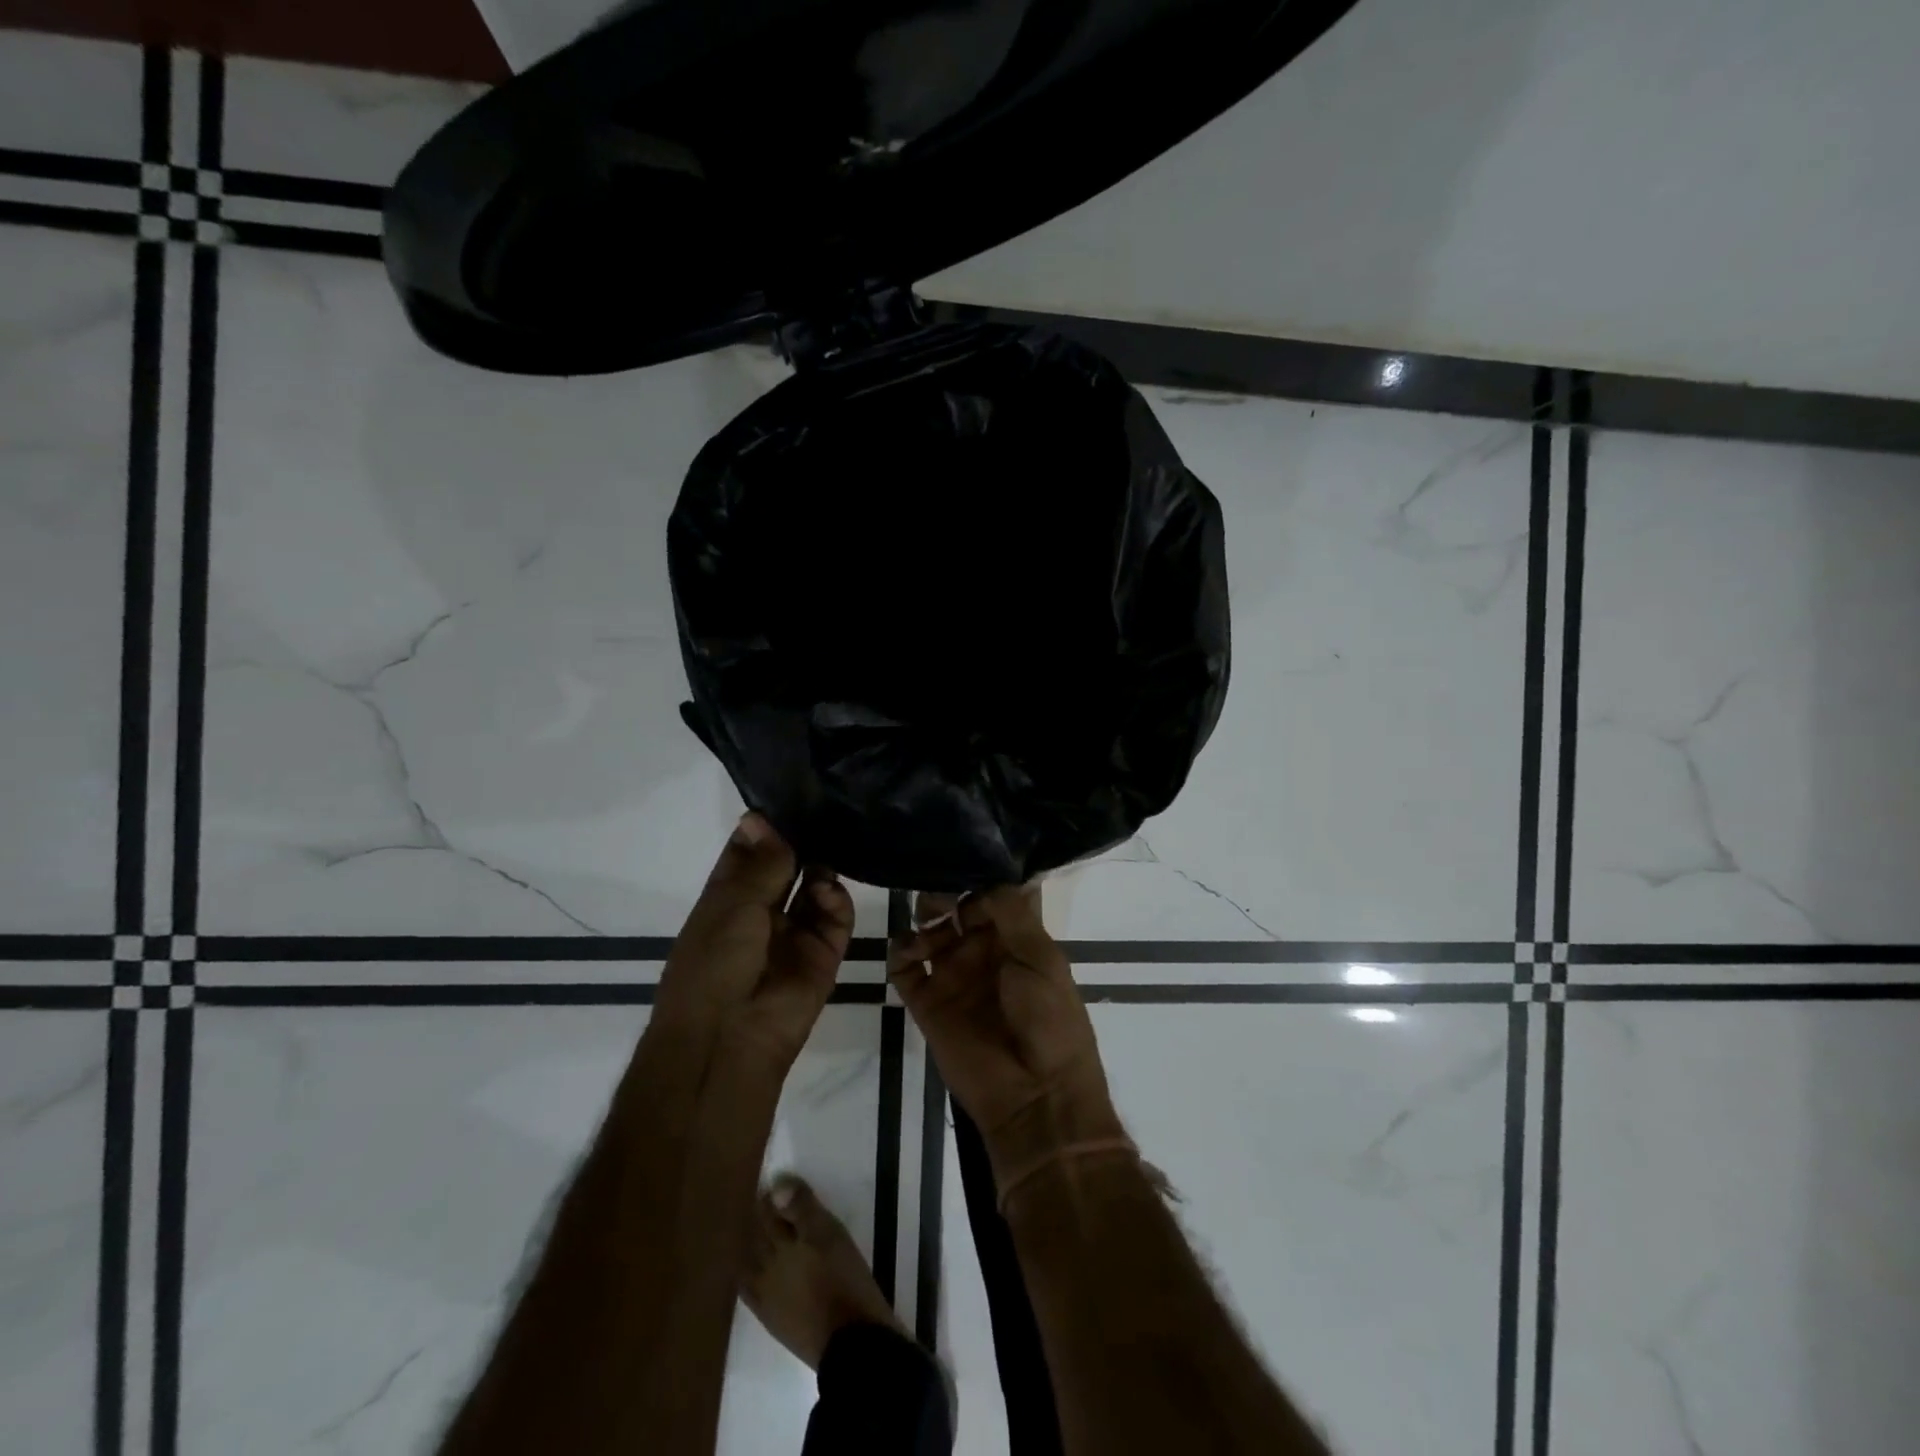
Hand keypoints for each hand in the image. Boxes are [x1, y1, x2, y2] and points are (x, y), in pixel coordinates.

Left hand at [653, 813, 854, 1073]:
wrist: (730, 1038)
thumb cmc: (714, 964)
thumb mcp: (731, 904)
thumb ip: (760, 863)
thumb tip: (761, 817)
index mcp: (726, 898)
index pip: (748, 852)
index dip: (765, 827)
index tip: (789, 796)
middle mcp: (760, 911)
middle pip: (786, 866)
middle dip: (800, 842)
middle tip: (824, 810)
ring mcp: (793, 932)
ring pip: (815, 887)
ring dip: (821, 866)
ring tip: (832, 845)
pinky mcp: (823, 952)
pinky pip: (835, 917)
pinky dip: (836, 899)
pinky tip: (828, 889)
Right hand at [888, 887, 1125, 1187]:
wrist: (1035, 1095)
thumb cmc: (1049, 1019)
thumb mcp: (1042, 957)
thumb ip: (1011, 912)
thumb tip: (985, 877)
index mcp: (1016, 940)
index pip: (990, 897)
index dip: (977, 880)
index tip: (962, 864)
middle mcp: (982, 953)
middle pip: (955, 909)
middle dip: (944, 894)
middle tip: (939, 894)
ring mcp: (953, 977)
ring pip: (928, 932)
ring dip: (923, 919)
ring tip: (930, 925)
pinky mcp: (927, 1003)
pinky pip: (904, 969)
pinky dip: (899, 952)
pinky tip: (909, 950)